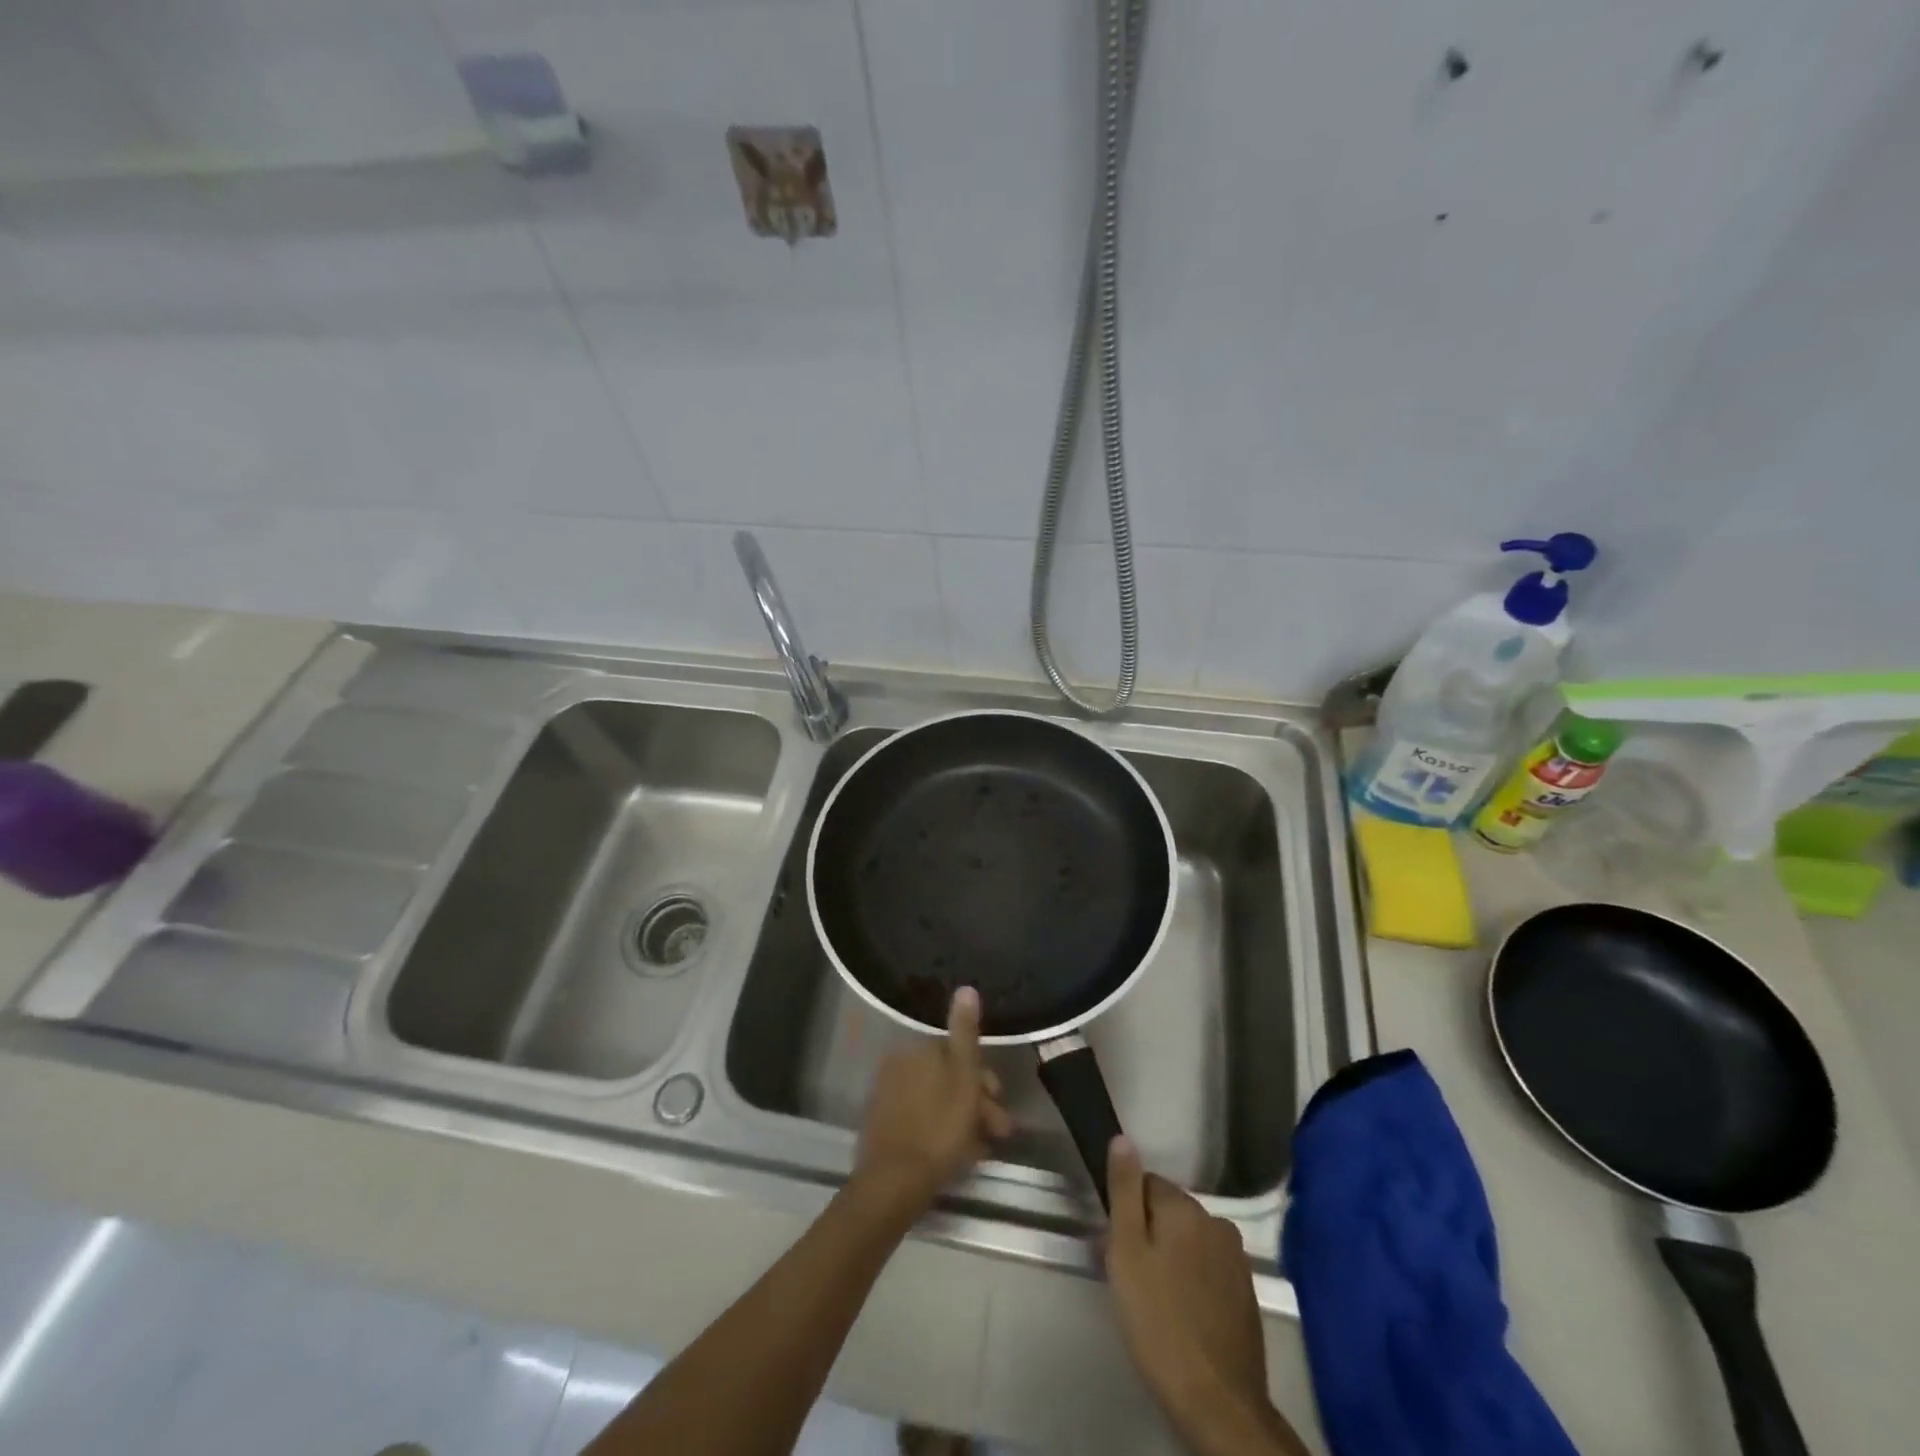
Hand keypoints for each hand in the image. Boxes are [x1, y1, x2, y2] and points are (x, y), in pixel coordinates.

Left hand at [853, 988, 1012, 1218]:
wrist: (894, 1182)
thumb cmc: (939, 1127)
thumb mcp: (963, 1075)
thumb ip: (965, 1032)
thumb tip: (966, 987)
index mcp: (917, 1049)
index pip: (958, 1054)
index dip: (984, 1078)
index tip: (1000, 1102)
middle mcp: (898, 1064)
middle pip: (947, 1078)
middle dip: (977, 1103)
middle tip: (999, 1132)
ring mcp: (887, 1096)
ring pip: (937, 1101)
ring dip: (964, 1120)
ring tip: (983, 1150)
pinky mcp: (882, 1125)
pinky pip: (921, 1119)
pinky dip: (942, 1132)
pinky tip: (960, 1155)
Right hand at [1106, 1138, 1303, 1455]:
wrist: (1218, 1404)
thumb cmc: (1159, 1322)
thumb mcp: (1126, 1252)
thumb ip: (1124, 1191)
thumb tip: (1122, 1138)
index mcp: (1186, 1208)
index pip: (1146, 1183)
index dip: (1126, 1213)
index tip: (1116, 1247)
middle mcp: (1216, 1222)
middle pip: (1169, 1212)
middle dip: (1148, 1234)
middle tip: (1130, 1277)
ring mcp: (1236, 1259)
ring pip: (1189, 1241)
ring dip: (1171, 1257)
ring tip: (1153, 1299)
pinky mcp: (1246, 1293)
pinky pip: (1208, 1268)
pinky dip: (1192, 1280)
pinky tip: (1181, 1314)